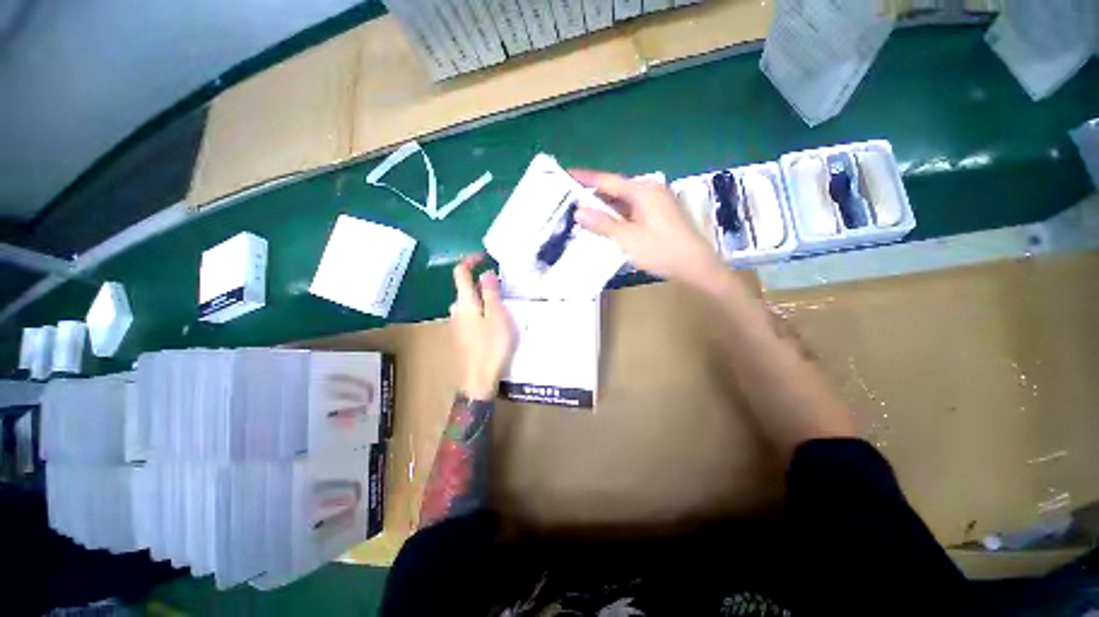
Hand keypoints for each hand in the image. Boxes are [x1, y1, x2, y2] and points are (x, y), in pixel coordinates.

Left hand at [449, 254, 516, 399]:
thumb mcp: (497, 316)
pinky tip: (494, 322)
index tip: (485, 256)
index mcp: (464, 302)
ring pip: (469, 303)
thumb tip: (485, 272)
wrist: (478, 380)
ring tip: (503, 304)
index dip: (470, 260)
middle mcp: (456, 310)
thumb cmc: (491, 346)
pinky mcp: (461, 336)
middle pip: (465, 288)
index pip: (460, 272)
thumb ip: (491, 293)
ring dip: (483, 298)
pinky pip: (471, 315)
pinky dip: (481, 310)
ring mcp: (457, 324)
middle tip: (503, 286)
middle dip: (481, 282)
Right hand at [570, 169, 724, 287]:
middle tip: (570, 201)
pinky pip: (631, 209)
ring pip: (623, 200)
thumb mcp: (628, 239)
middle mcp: (650, 190)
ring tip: (583, 214)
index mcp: (643, 191)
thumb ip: (603, 224)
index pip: (608, 180)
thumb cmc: (662, 251)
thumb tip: (578, 211)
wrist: (696, 265)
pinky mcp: (658, 212)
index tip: (566, 174)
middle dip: (593, 195)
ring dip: (605, 207)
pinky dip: (617, 215)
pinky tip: (606, 224)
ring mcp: (656, 201)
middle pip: (615, 189)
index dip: (586, 178)